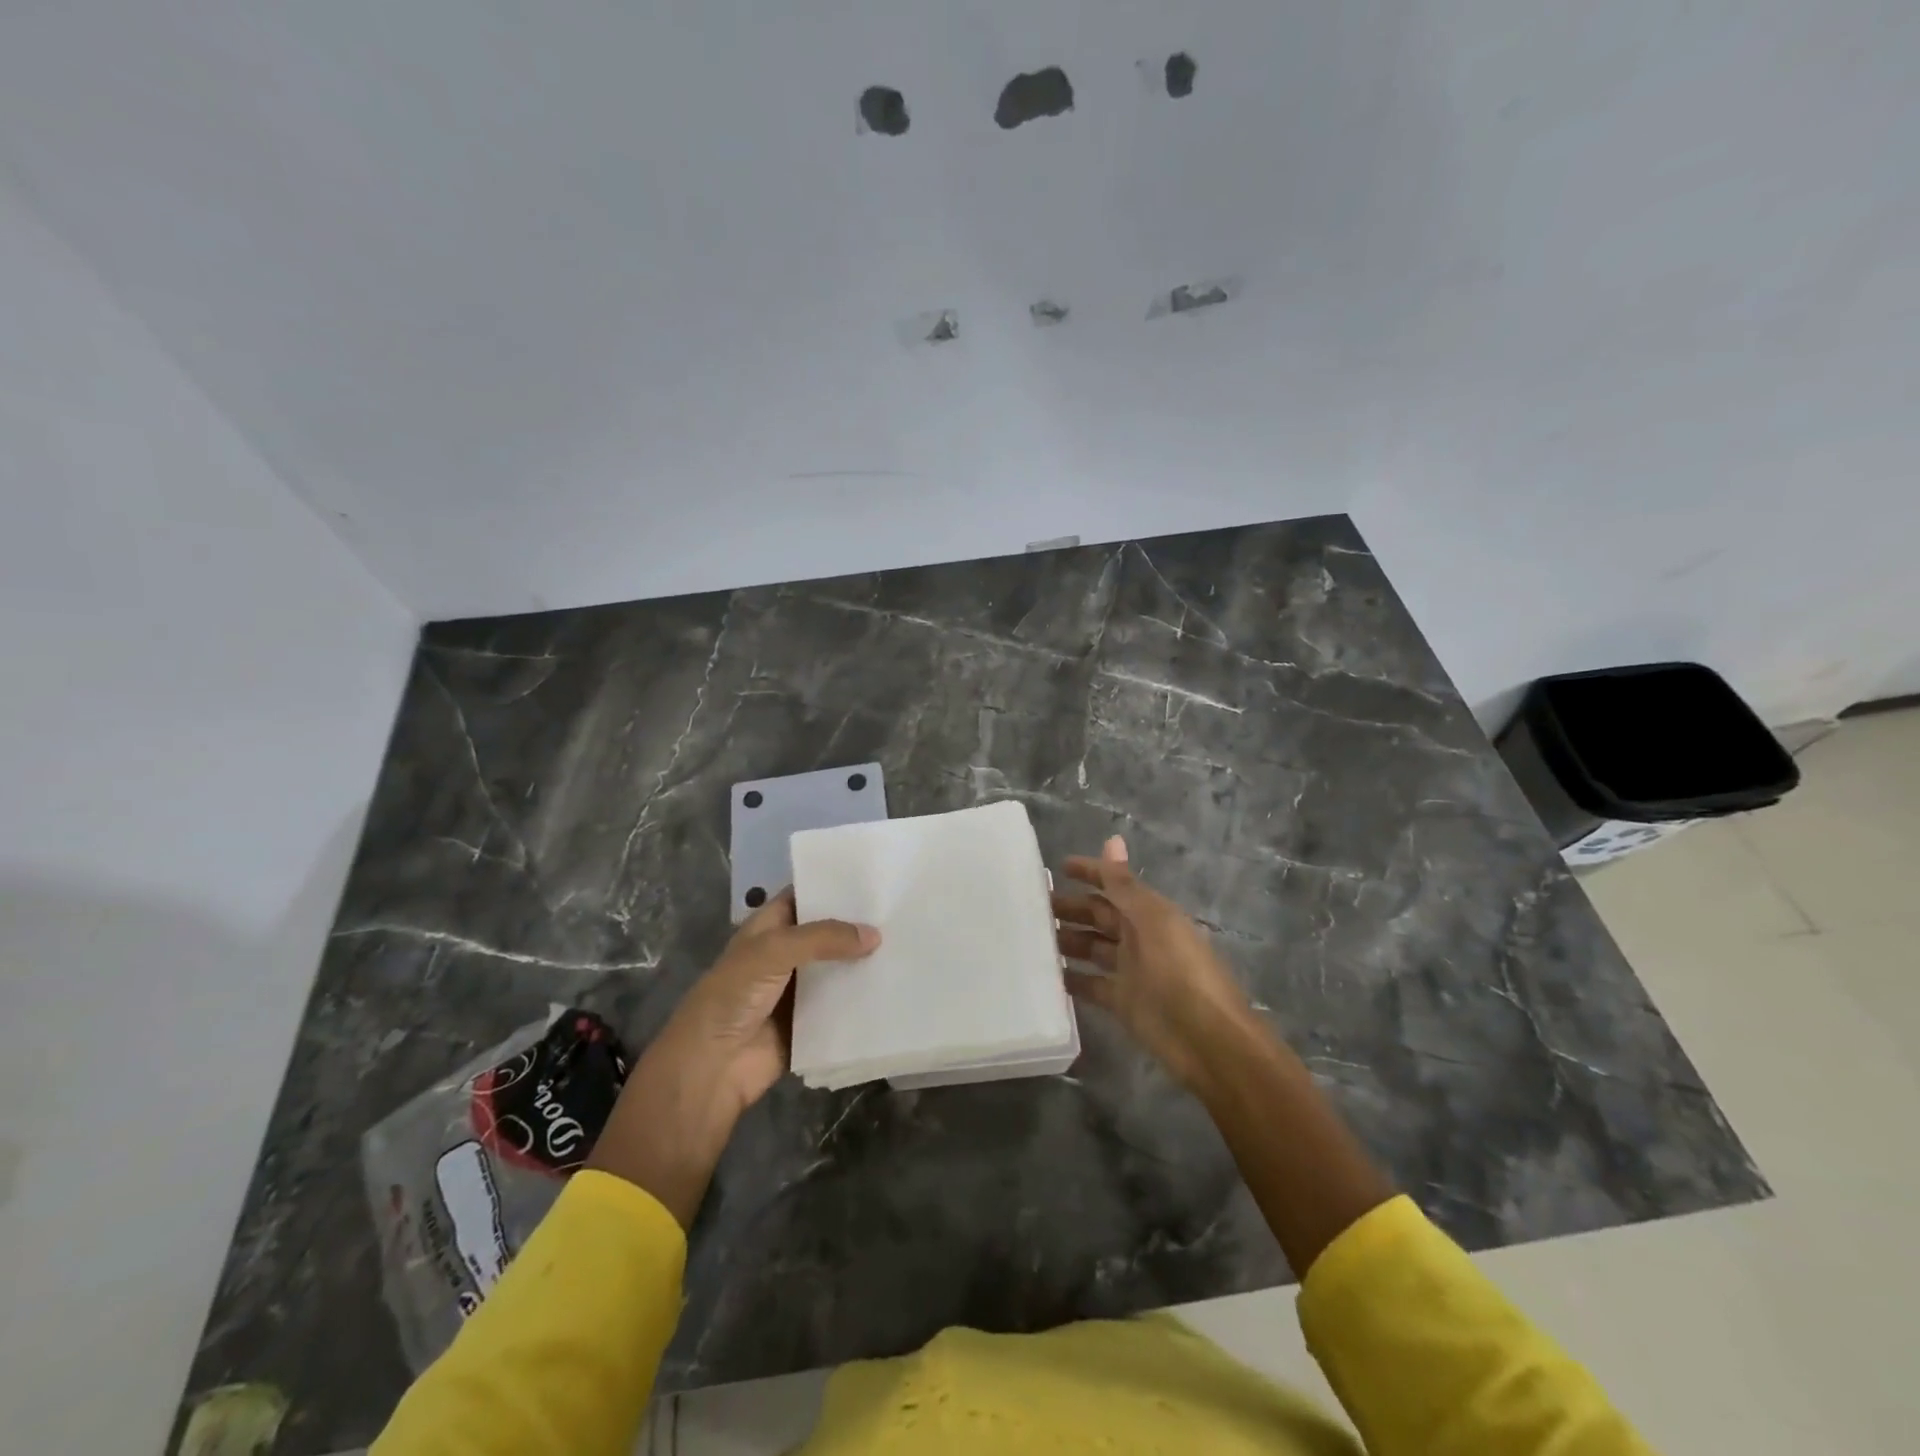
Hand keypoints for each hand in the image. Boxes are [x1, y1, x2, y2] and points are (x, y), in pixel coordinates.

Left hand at [587, 890, 878, 1226]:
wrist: (712, 1067)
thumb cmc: (733, 996)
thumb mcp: (774, 951)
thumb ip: (823, 938)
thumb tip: (875, 935)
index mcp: (769, 928)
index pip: (804, 896)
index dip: (833, 886)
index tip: (875, 877)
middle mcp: (785, 954)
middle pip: (827, 933)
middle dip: (857, 925)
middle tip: (902, 910)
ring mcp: (798, 990)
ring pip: (838, 969)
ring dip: (864, 962)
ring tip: (910, 944)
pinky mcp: (811, 1023)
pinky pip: (842, 1005)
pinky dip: (863, 998)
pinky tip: (897, 986)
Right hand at [1053, 836, 1256, 1091]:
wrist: (1208, 1040)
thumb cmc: (1180, 972)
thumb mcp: (1152, 922)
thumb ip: (1125, 885)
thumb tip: (1112, 839)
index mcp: (1150, 913)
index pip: (1115, 884)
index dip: (1091, 873)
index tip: (1058, 867)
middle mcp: (1140, 937)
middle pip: (1100, 915)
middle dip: (1071, 908)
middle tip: (1033, 906)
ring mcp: (1131, 971)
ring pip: (1092, 948)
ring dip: (1067, 940)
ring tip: (1032, 937)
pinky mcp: (1123, 1003)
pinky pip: (1091, 984)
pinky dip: (1072, 978)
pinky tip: (1045, 974)